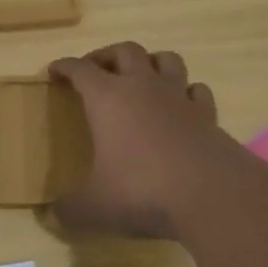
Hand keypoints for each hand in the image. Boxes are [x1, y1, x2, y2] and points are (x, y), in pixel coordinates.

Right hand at [50, 42, 244, 240]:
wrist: (214, 196)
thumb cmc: (143, 191)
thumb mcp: (95, 208)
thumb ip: (70, 210)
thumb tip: (53, 215)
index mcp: (108, 98)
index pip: (80, 69)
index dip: (65, 67)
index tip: (54, 70)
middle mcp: (143, 87)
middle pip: (125, 51)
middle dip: (107, 55)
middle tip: (96, 70)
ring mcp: (179, 98)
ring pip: (166, 60)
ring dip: (150, 62)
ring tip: (140, 78)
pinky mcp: (209, 116)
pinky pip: (196, 90)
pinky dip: (186, 92)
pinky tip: (181, 105)